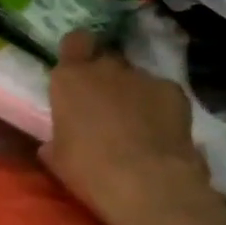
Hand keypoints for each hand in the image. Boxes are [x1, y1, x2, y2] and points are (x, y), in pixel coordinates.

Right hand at [41, 31, 225, 224]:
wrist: (146, 182)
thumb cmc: (90, 170)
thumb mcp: (59, 159)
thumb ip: (56, 140)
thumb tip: (52, 144)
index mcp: (70, 79)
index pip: (75, 42)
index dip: (79, 52)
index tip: (80, 70)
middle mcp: (105, 68)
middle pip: (105, 61)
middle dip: (106, 79)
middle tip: (106, 108)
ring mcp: (142, 76)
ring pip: (135, 79)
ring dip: (133, 95)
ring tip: (138, 127)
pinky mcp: (173, 90)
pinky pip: (161, 93)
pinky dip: (160, 107)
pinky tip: (162, 133)